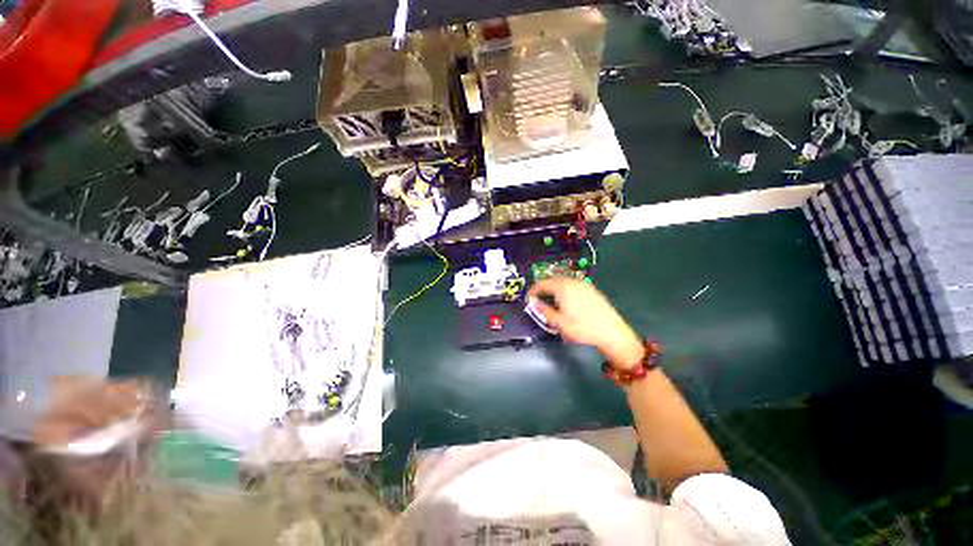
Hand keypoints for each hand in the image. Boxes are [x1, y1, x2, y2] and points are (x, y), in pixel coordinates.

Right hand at [528, 278, 644, 368]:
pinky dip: (564, 290)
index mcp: (562, 287)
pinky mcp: (591, 290)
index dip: (533, 291)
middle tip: (538, 300)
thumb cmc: (583, 328)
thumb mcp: (559, 322)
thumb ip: (544, 311)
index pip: (542, 284)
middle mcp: (572, 282)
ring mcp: (583, 285)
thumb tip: (534, 303)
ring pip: (563, 282)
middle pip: (552, 280)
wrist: (613, 332)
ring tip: (550, 301)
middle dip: (543, 289)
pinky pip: (572, 285)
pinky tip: (566, 302)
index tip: (529, 299)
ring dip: (554, 289)